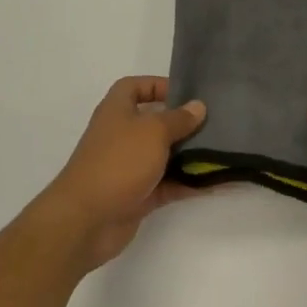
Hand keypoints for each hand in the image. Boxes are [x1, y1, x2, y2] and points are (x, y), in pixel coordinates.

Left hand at [30, 77, 207, 274]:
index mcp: (117, 111)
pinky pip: (167, 184)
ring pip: (163, 155)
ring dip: (188, 154)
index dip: (158, 85)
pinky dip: (187, 183)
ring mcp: (129, 167)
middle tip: (213, 123)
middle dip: (181, 123)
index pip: (135, 87)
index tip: (187, 93)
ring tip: (220, 151)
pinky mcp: (137, 195)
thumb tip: (198, 107)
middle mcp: (122, 135)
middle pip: (154, 122)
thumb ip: (179, 119)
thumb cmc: (119, 162)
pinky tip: (212, 182)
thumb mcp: (154, 131)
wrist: (86, 220)